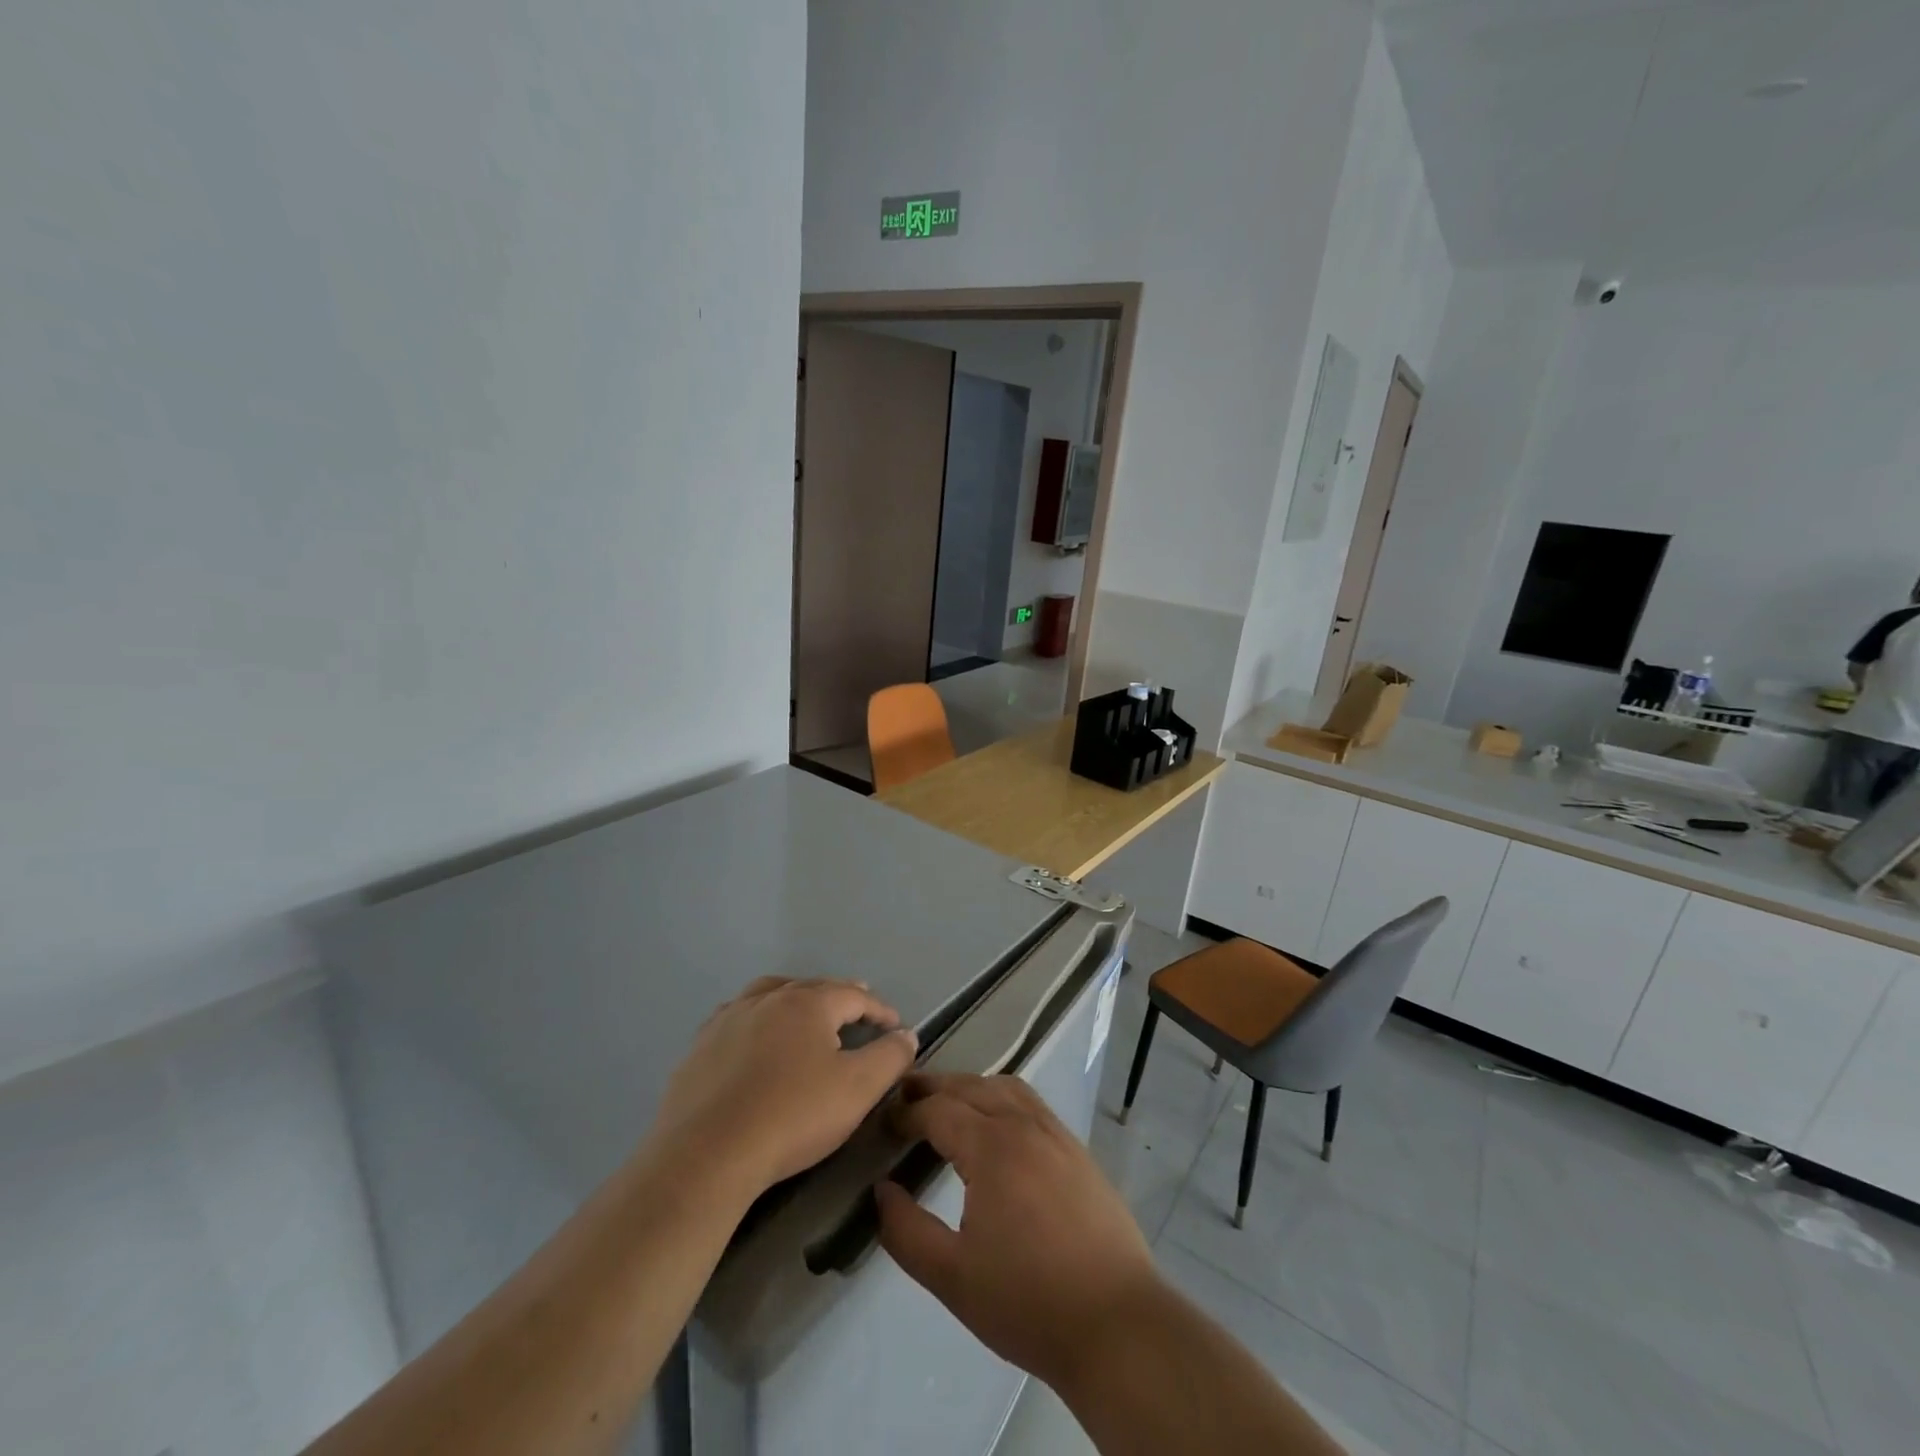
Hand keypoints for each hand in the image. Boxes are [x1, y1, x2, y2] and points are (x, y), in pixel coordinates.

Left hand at [650, 977, 917, 1202]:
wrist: (706, 1154)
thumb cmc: (791, 1116)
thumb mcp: (857, 1089)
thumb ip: (889, 1057)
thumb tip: (906, 1034)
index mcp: (808, 1004)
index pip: (854, 995)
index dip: (880, 1009)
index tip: (896, 1026)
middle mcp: (768, 999)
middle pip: (812, 988)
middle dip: (840, 996)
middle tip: (858, 1008)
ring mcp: (729, 1019)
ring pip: (770, 994)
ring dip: (795, 999)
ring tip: (806, 1011)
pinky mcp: (700, 1046)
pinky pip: (738, 1018)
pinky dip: (758, 1019)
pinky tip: (756, 1038)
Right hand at [874, 1073, 1160, 1396]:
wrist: (1116, 1324)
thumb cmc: (1028, 1302)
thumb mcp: (951, 1277)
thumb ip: (906, 1231)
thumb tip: (882, 1191)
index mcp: (991, 1146)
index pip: (938, 1109)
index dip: (906, 1111)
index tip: (883, 1122)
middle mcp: (1023, 1124)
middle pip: (971, 1086)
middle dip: (934, 1087)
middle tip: (905, 1099)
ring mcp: (1056, 1133)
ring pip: (1005, 1086)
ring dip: (971, 1086)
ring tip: (948, 1104)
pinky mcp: (1077, 1149)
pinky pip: (1031, 1103)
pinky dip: (1003, 1097)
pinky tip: (997, 1124)